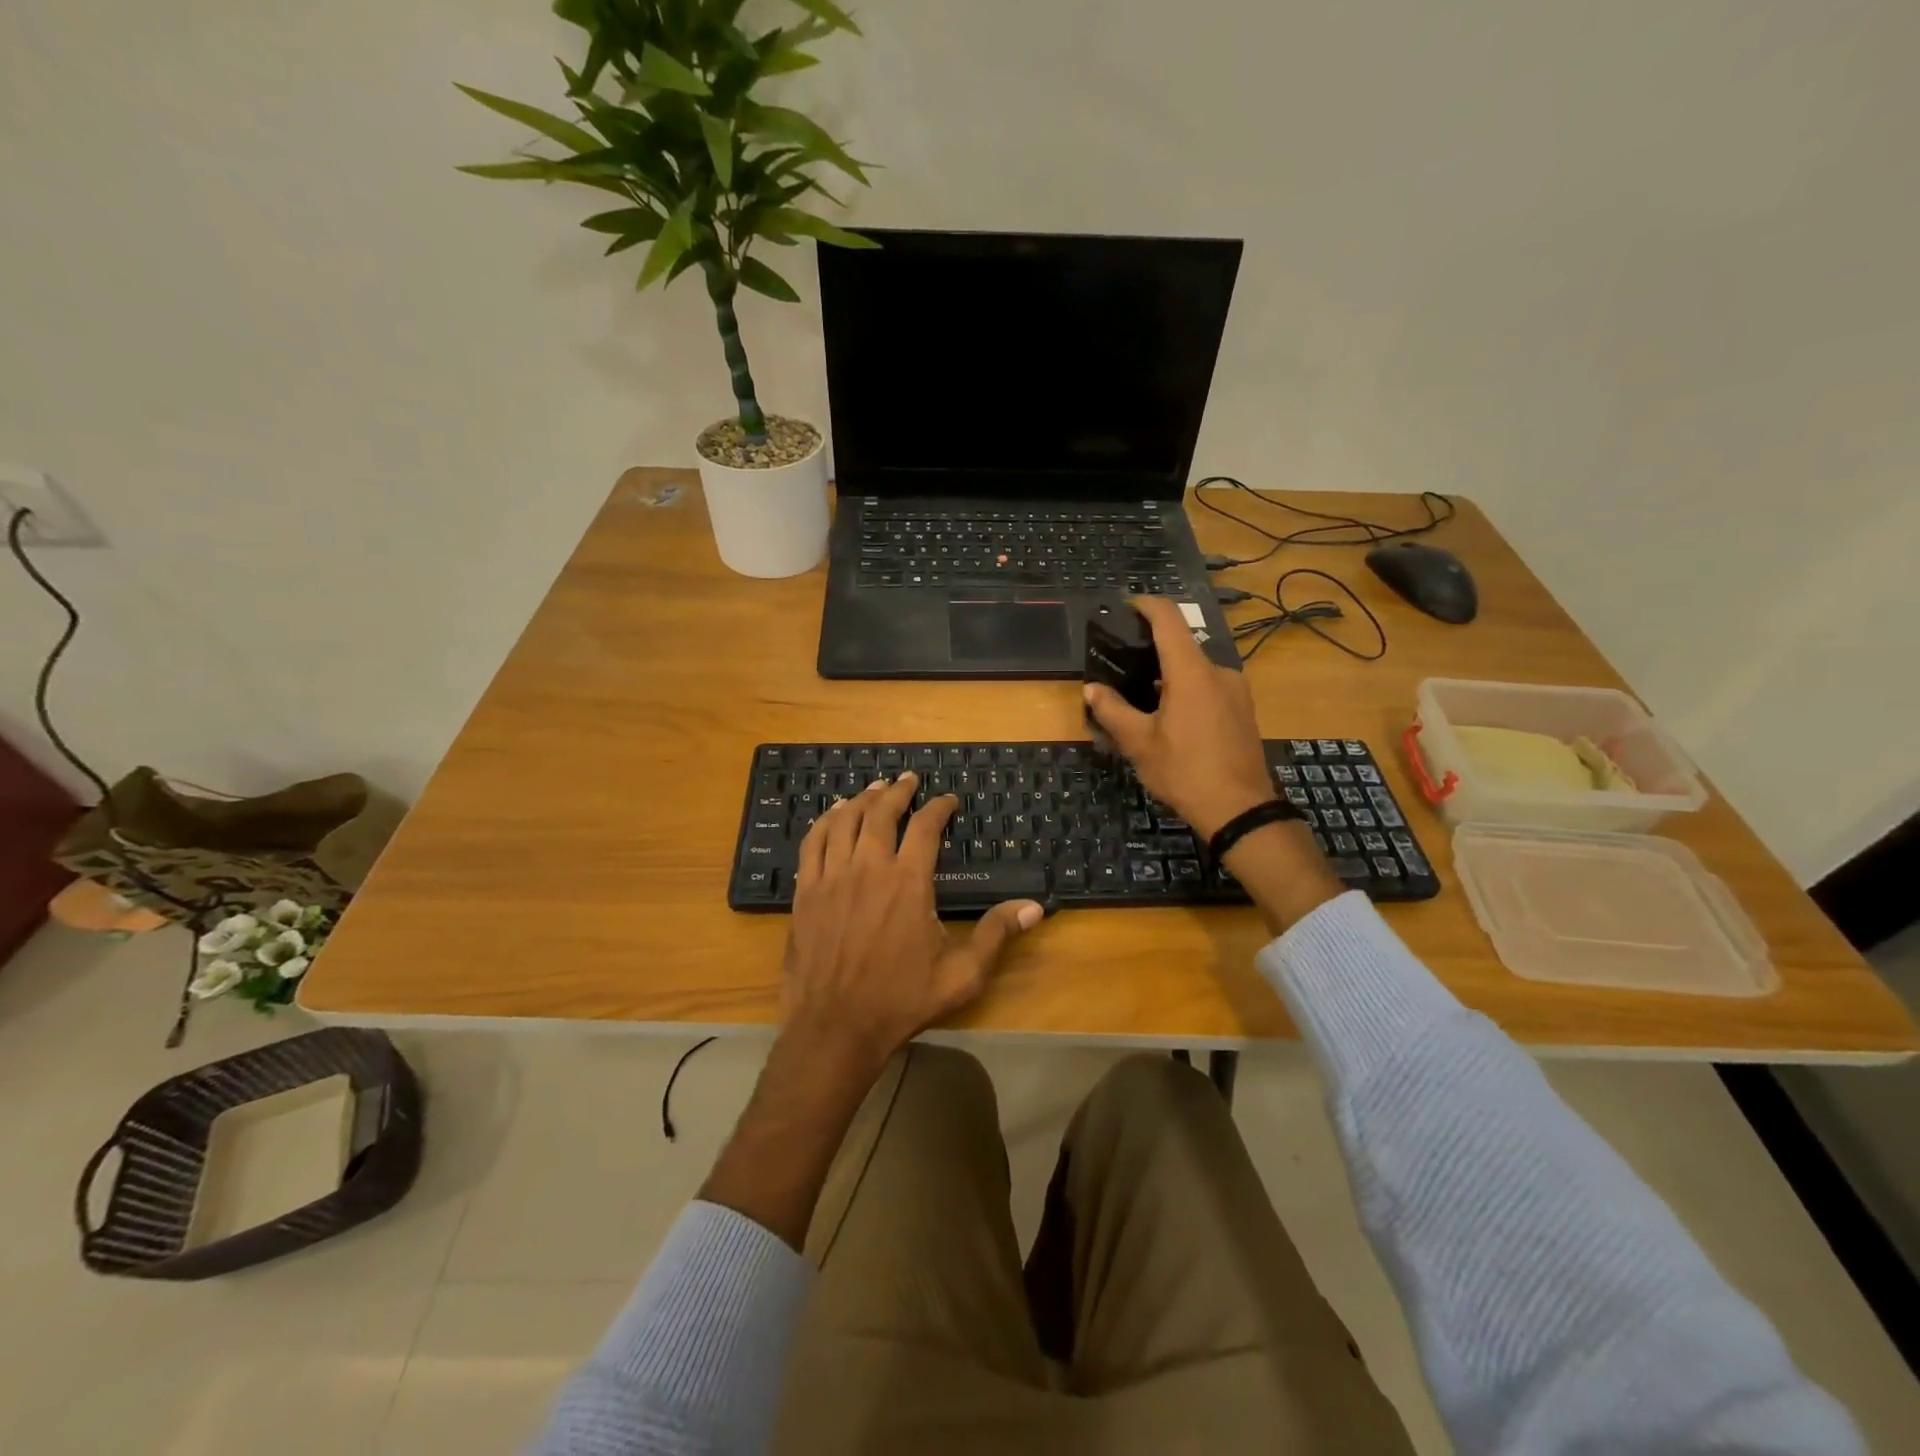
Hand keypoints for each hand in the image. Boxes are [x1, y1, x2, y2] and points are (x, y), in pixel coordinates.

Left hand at [783, 773, 1043, 1069]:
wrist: (835, 1027)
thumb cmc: (901, 1001)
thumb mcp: (961, 974)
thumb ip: (996, 934)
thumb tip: (1034, 907)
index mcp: (908, 882)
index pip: (926, 827)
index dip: (939, 807)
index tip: (948, 800)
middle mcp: (869, 868)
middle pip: (882, 813)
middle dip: (898, 791)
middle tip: (908, 779)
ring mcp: (832, 877)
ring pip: (846, 821)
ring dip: (862, 799)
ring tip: (874, 788)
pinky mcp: (805, 891)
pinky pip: (813, 842)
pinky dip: (826, 821)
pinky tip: (834, 815)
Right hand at [1083, 597, 1278, 839]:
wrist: (1239, 810)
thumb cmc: (1184, 772)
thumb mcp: (1139, 743)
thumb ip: (1113, 711)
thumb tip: (1092, 689)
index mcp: (1192, 672)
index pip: (1168, 619)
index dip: (1146, 605)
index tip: (1126, 606)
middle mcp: (1218, 672)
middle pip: (1181, 647)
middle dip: (1151, 653)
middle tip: (1123, 669)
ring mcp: (1235, 691)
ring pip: (1195, 671)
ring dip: (1169, 677)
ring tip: (1142, 701)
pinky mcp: (1243, 710)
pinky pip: (1209, 688)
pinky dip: (1186, 692)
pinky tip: (1171, 719)